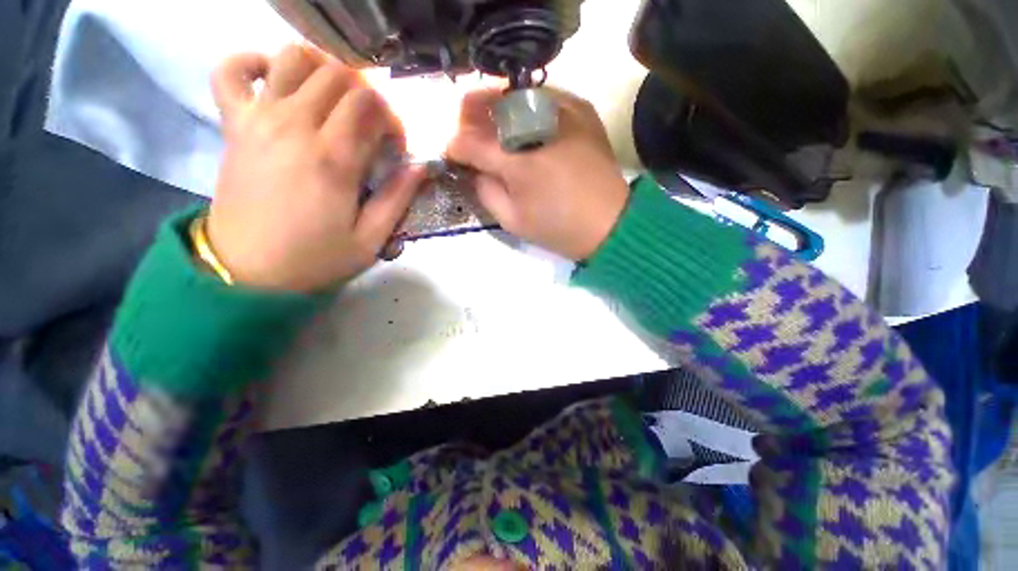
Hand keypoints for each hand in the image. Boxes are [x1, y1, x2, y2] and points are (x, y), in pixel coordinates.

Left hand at [207, 45, 424, 291]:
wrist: (247, 272)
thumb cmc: (315, 259)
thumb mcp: (370, 240)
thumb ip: (397, 199)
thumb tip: (421, 167)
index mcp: (334, 159)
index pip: (371, 105)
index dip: (392, 119)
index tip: (395, 147)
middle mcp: (295, 126)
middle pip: (338, 75)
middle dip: (366, 94)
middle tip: (371, 125)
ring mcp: (259, 120)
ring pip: (293, 58)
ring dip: (323, 69)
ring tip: (336, 98)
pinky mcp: (233, 125)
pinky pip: (231, 71)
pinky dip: (253, 62)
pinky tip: (274, 79)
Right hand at [447, 88, 629, 260]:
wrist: (609, 224)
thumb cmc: (558, 228)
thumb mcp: (512, 221)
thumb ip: (485, 191)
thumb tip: (475, 169)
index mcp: (518, 162)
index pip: (470, 142)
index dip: (455, 146)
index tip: (451, 153)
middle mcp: (537, 126)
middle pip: (490, 103)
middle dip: (470, 115)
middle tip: (466, 131)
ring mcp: (563, 112)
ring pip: (515, 93)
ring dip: (496, 106)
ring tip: (490, 124)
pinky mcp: (582, 111)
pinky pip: (544, 96)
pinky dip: (526, 105)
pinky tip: (523, 123)